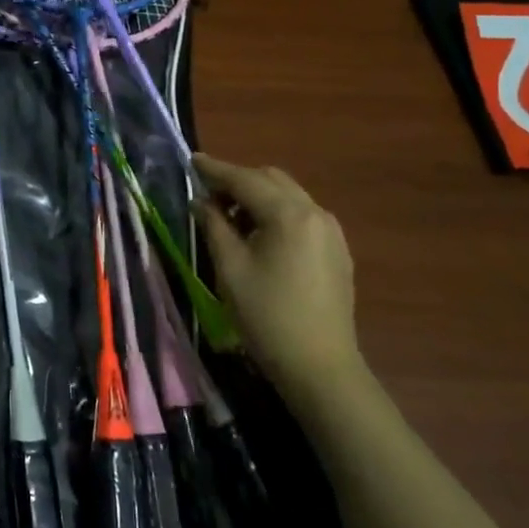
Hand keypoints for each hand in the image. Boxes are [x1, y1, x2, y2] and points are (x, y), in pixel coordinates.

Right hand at [193, 155, 360, 402]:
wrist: (320, 367)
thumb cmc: (267, 316)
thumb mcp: (230, 268)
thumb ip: (214, 225)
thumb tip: (203, 201)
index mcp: (289, 214)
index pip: (245, 179)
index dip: (215, 169)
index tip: (191, 160)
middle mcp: (315, 213)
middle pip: (271, 180)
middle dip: (237, 181)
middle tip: (207, 197)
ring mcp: (331, 231)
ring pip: (288, 196)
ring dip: (257, 197)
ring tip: (229, 219)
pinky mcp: (337, 251)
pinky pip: (301, 216)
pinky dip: (276, 213)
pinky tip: (259, 236)